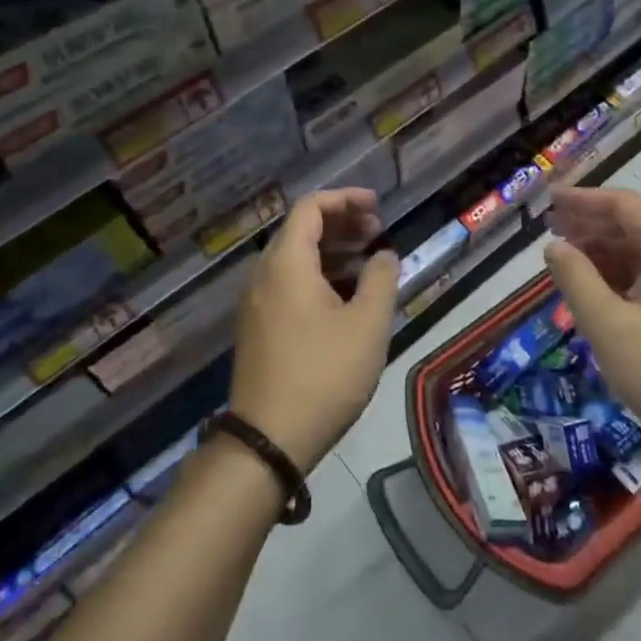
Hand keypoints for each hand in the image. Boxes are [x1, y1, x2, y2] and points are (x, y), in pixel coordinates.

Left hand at [229, 188, 398, 472]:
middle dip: (342, 224)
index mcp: (287, 263)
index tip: (378, 207)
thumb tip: (384, 254)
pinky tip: (346, 298)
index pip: (311, 207)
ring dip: (332, 252)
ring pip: (295, 259)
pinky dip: (318, 277)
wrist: (268, 441)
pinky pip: (288, 285)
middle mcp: (264, 275)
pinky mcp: (258, 329)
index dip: (346, 199)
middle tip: (377, 233)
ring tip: (369, 264)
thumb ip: (381, 279)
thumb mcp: (367, 324)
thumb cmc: (324, 374)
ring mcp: (257, 304)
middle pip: (301, 230)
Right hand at [543, 188, 640, 472]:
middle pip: (638, 225)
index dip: (584, 200)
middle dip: (593, 226)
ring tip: (569, 259)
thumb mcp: (609, 326)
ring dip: (609, 251)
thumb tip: (554, 247)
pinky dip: (627, 274)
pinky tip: (601, 288)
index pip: (625, 205)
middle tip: (552, 230)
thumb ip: (576, 278)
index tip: (550, 202)